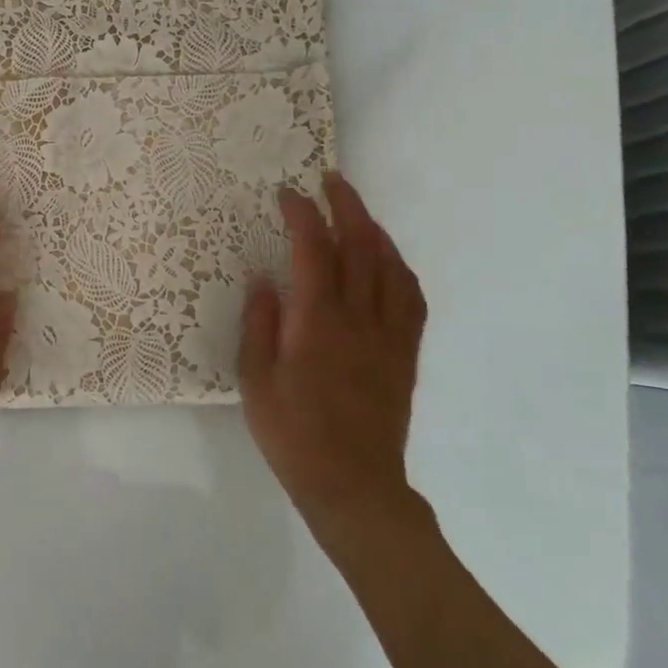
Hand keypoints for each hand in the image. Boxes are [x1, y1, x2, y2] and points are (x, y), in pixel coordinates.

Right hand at [238, 172, 427, 535]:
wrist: (353, 485)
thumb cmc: (294, 433)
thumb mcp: (256, 380)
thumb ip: (260, 324)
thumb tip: (264, 279)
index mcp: (318, 321)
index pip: (313, 250)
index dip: (302, 215)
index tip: (287, 194)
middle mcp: (358, 318)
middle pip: (360, 246)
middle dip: (346, 206)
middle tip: (331, 181)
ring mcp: (387, 335)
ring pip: (389, 266)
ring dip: (374, 230)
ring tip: (358, 212)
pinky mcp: (403, 354)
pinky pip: (410, 299)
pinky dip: (399, 268)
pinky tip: (389, 262)